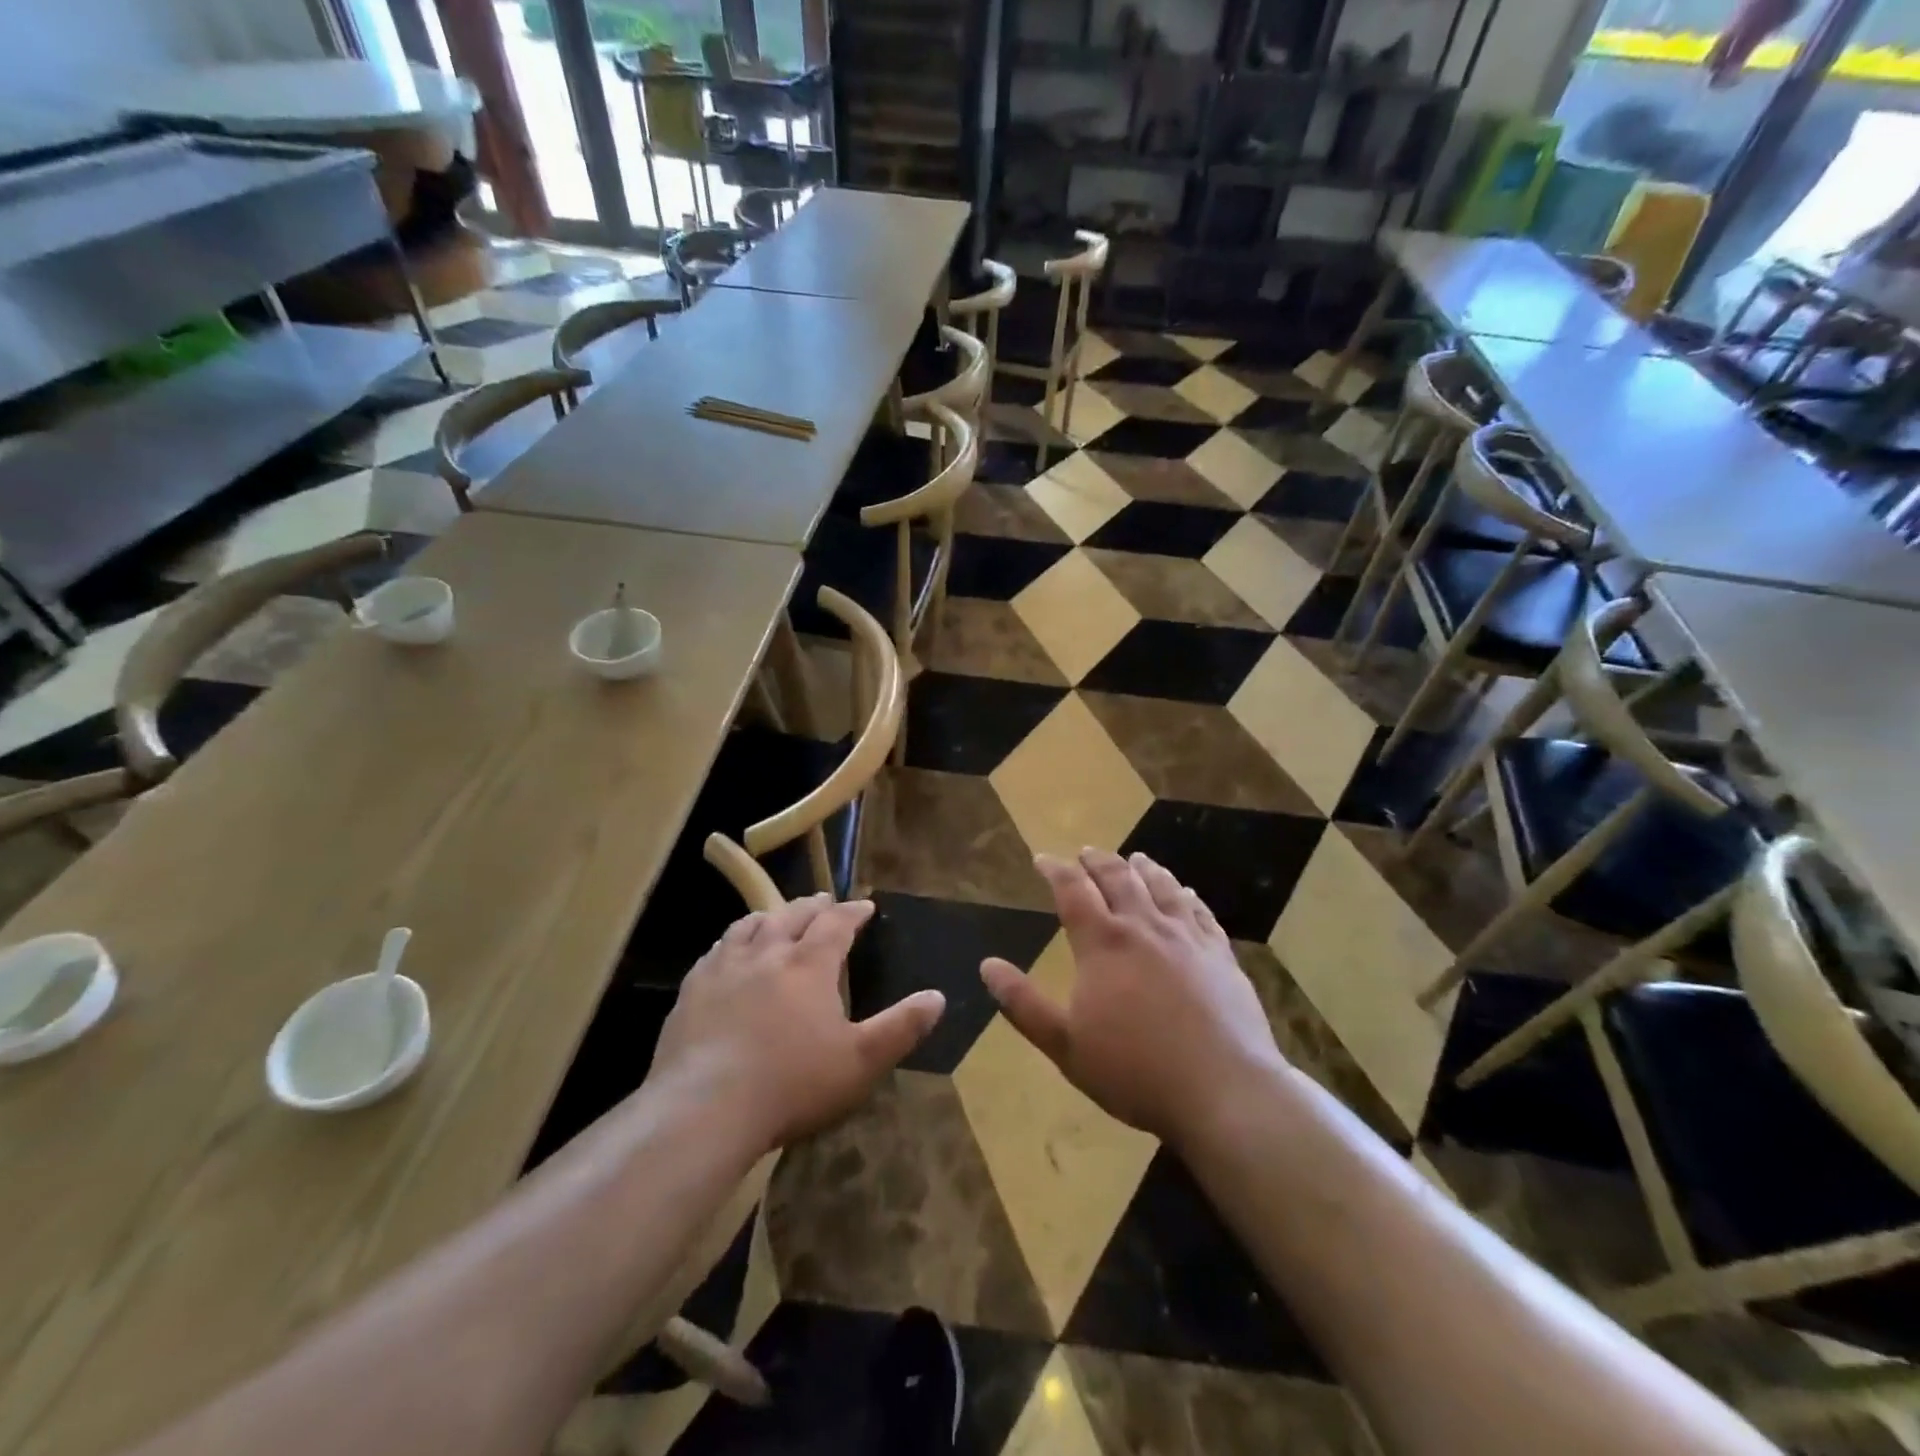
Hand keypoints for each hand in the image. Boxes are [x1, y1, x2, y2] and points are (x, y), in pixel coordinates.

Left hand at [650, 895, 944, 1151]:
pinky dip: (732, 941)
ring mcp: (725, 968)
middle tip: (825, 902)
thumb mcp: (860, 1062)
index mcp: (809, 965)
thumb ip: (901, 1027)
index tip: (865, 906)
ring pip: (751, 926)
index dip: (853, 911)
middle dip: (813, 905)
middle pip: (793, 915)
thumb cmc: (792, 1084)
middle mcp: (768, 953)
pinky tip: (729, 953)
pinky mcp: (693, 990)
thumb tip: (937, 997)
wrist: (704, 1108)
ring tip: (778, 918)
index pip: (836, 923)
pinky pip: (716, 951)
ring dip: (772, 916)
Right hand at [980, 849, 1286, 1147]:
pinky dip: (1185, 894)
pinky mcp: (1221, 954)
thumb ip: (1023, 1003)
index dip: (1055, 869)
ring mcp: (1187, 937)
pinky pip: (1200, 910)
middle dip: (1096, 861)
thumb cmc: (1135, 1071)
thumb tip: (987, 965)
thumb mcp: (1065, 1045)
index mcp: (1103, 943)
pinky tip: (1185, 892)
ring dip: (1142, 868)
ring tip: (1133, 859)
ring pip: (1161, 886)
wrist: (1224, 1090)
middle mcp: (1144, 926)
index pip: (1073, 890)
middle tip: (1085, 853)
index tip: (1042, 859)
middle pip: (1117, 877)